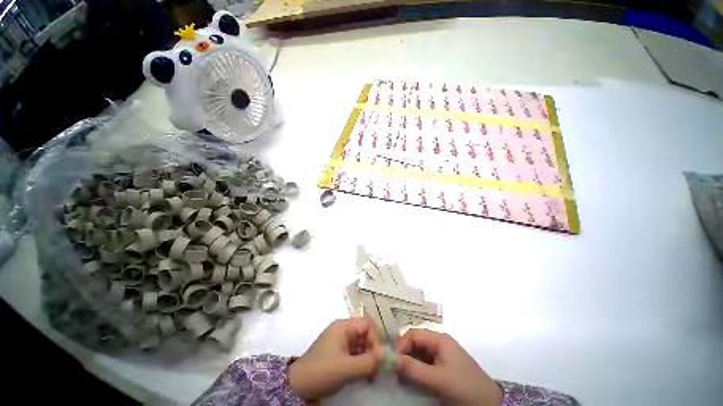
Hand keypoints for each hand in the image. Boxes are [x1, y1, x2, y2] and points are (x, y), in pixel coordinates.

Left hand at [289, 318, 383, 400]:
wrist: (297, 386)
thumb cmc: (322, 371)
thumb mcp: (346, 368)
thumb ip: (368, 362)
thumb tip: (385, 356)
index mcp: (343, 326)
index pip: (367, 324)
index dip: (375, 338)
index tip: (378, 358)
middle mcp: (343, 330)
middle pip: (365, 334)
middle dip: (372, 350)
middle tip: (376, 370)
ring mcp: (340, 341)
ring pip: (361, 344)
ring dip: (368, 358)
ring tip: (371, 376)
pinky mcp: (338, 353)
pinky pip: (355, 353)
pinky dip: (361, 363)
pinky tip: (364, 375)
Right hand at [395, 329, 502, 405]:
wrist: (490, 404)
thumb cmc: (464, 387)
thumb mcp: (438, 379)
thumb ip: (414, 369)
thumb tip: (392, 359)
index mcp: (439, 339)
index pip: (414, 334)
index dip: (402, 344)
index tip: (394, 361)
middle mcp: (439, 343)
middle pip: (416, 342)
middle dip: (404, 353)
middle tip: (395, 370)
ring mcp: (442, 354)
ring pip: (419, 353)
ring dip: (409, 362)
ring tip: (402, 376)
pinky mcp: (444, 366)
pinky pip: (425, 363)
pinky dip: (417, 369)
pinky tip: (412, 378)